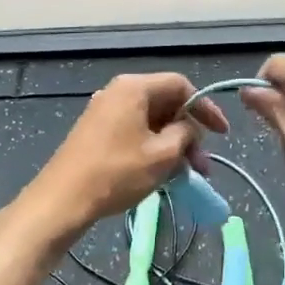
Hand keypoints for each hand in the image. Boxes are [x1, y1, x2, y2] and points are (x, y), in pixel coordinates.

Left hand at [17, 73, 230, 239]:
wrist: (63, 199)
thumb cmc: (117, 172)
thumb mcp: (162, 154)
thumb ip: (185, 133)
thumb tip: (188, 129)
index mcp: (134, 87)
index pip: (181, 85)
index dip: (205, 107)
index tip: (222, 133)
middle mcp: (118, 92)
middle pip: (166, 103)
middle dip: (189, 133)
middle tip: (202, 164)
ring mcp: (105, 111)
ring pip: (151, 121)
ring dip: (173, 144)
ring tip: (187, 174)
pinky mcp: (97, 132)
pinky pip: (135, 131)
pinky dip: (154, 148)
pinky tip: (163, 172)